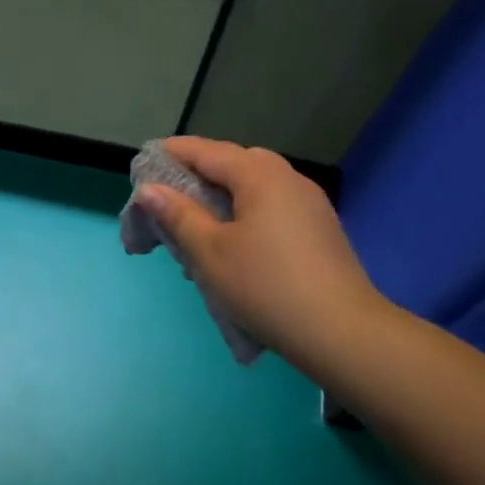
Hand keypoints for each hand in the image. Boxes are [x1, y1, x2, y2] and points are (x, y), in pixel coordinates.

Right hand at [137, 137, 387, 373]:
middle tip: (169, 198)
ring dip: (222, 197)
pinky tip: (232, 244)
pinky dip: (245, 214)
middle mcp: (288, 179)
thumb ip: (178, 215)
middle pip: (234, 164)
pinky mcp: (319, 229)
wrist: (341, 333)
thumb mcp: (210, 252)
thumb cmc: (265, 286)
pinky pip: (272, 207)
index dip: (172, 154)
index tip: (143, 164)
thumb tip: (149, 189)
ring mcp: (310, 204)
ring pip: (255, 187)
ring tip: (196, 225)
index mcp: (260, 175)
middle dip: (199, 175)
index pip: (207, 151)